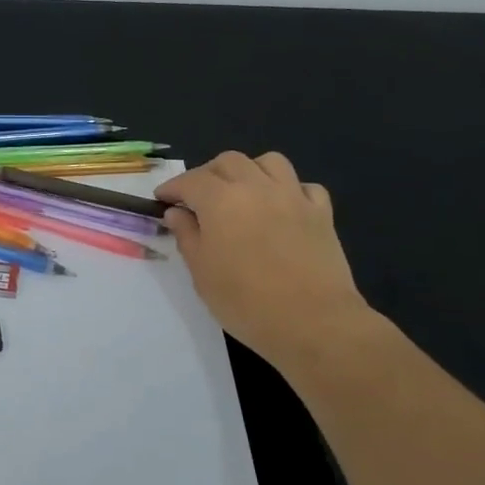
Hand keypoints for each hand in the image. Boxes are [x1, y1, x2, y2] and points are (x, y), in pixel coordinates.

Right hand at [156, 151, 373, 366]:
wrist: (312, 322)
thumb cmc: (245, 302)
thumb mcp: (201, 272)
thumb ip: (187, 236)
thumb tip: (177, 213)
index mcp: (221, 200)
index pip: (190, 181)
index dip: (172, 188)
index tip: (162, 200)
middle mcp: (257, 187)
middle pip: (229, 162)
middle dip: (208, 174)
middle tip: (198, 198)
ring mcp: (294, 197)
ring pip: (269, 162)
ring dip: (249, 170)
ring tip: (241, 192)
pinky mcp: (322, 213)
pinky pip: (304, 187)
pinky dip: (289, 190)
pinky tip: (282, 208)